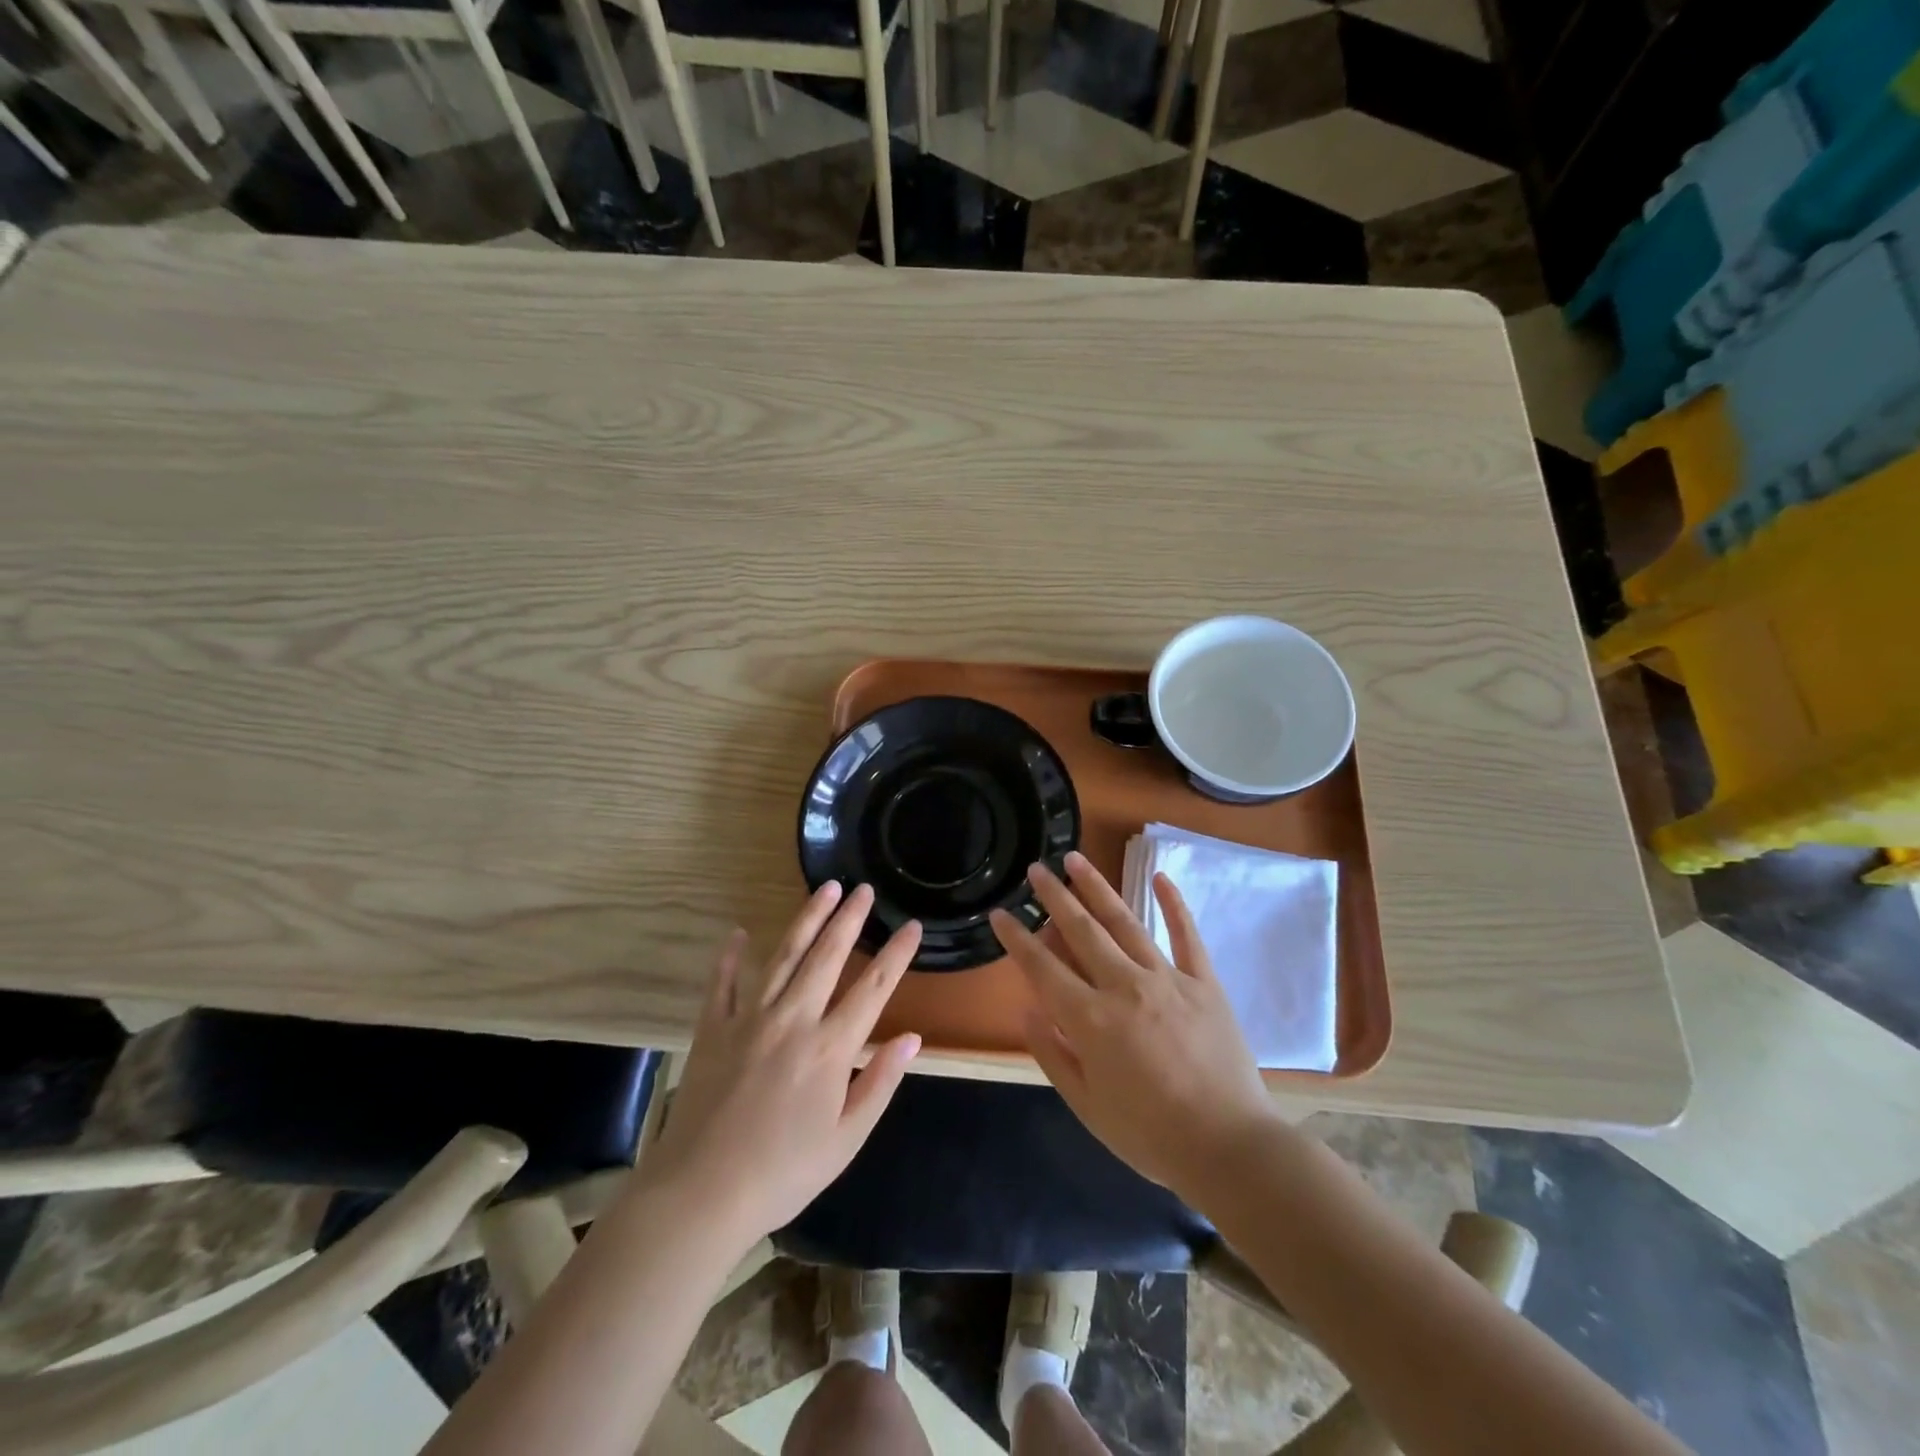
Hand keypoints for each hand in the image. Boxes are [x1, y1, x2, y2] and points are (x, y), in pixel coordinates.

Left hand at [641, 883, 922, 1246]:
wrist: (700, 1195)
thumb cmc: (782, 1173)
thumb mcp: (846, 1139)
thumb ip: (880, 1083)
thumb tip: (912, 1038)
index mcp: (830, 1048)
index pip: (874, 988)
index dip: (897, 954)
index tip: (912, 925)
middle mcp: (793, 1019)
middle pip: (827, 956)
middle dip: (849, 918)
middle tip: (863, 888)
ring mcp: (749, 1019)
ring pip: (784, 955)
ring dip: (807, 919)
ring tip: (824, 889)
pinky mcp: (712, 1029)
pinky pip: (723, 983)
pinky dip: (731, 956)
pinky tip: (740, 934)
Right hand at [990, 852, 1278, 1206]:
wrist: (1230, 1149)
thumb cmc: (1150, 1135)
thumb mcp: (1087, 1106)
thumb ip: (1053, 1054)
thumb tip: (1027, 1009)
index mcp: (1091, 1020)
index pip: (1042, 968)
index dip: (1017, 939)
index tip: (999, 914)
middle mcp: (1124, 986)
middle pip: (1081, 931)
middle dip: (1054, 897)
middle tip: (1036, 868)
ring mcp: (1167, 979)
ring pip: (1125, 922)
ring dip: (1097, 887)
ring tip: (1076, 859)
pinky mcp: (1204, 983)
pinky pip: (1186, 935)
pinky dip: (1173, 904)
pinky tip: (1160, 877)